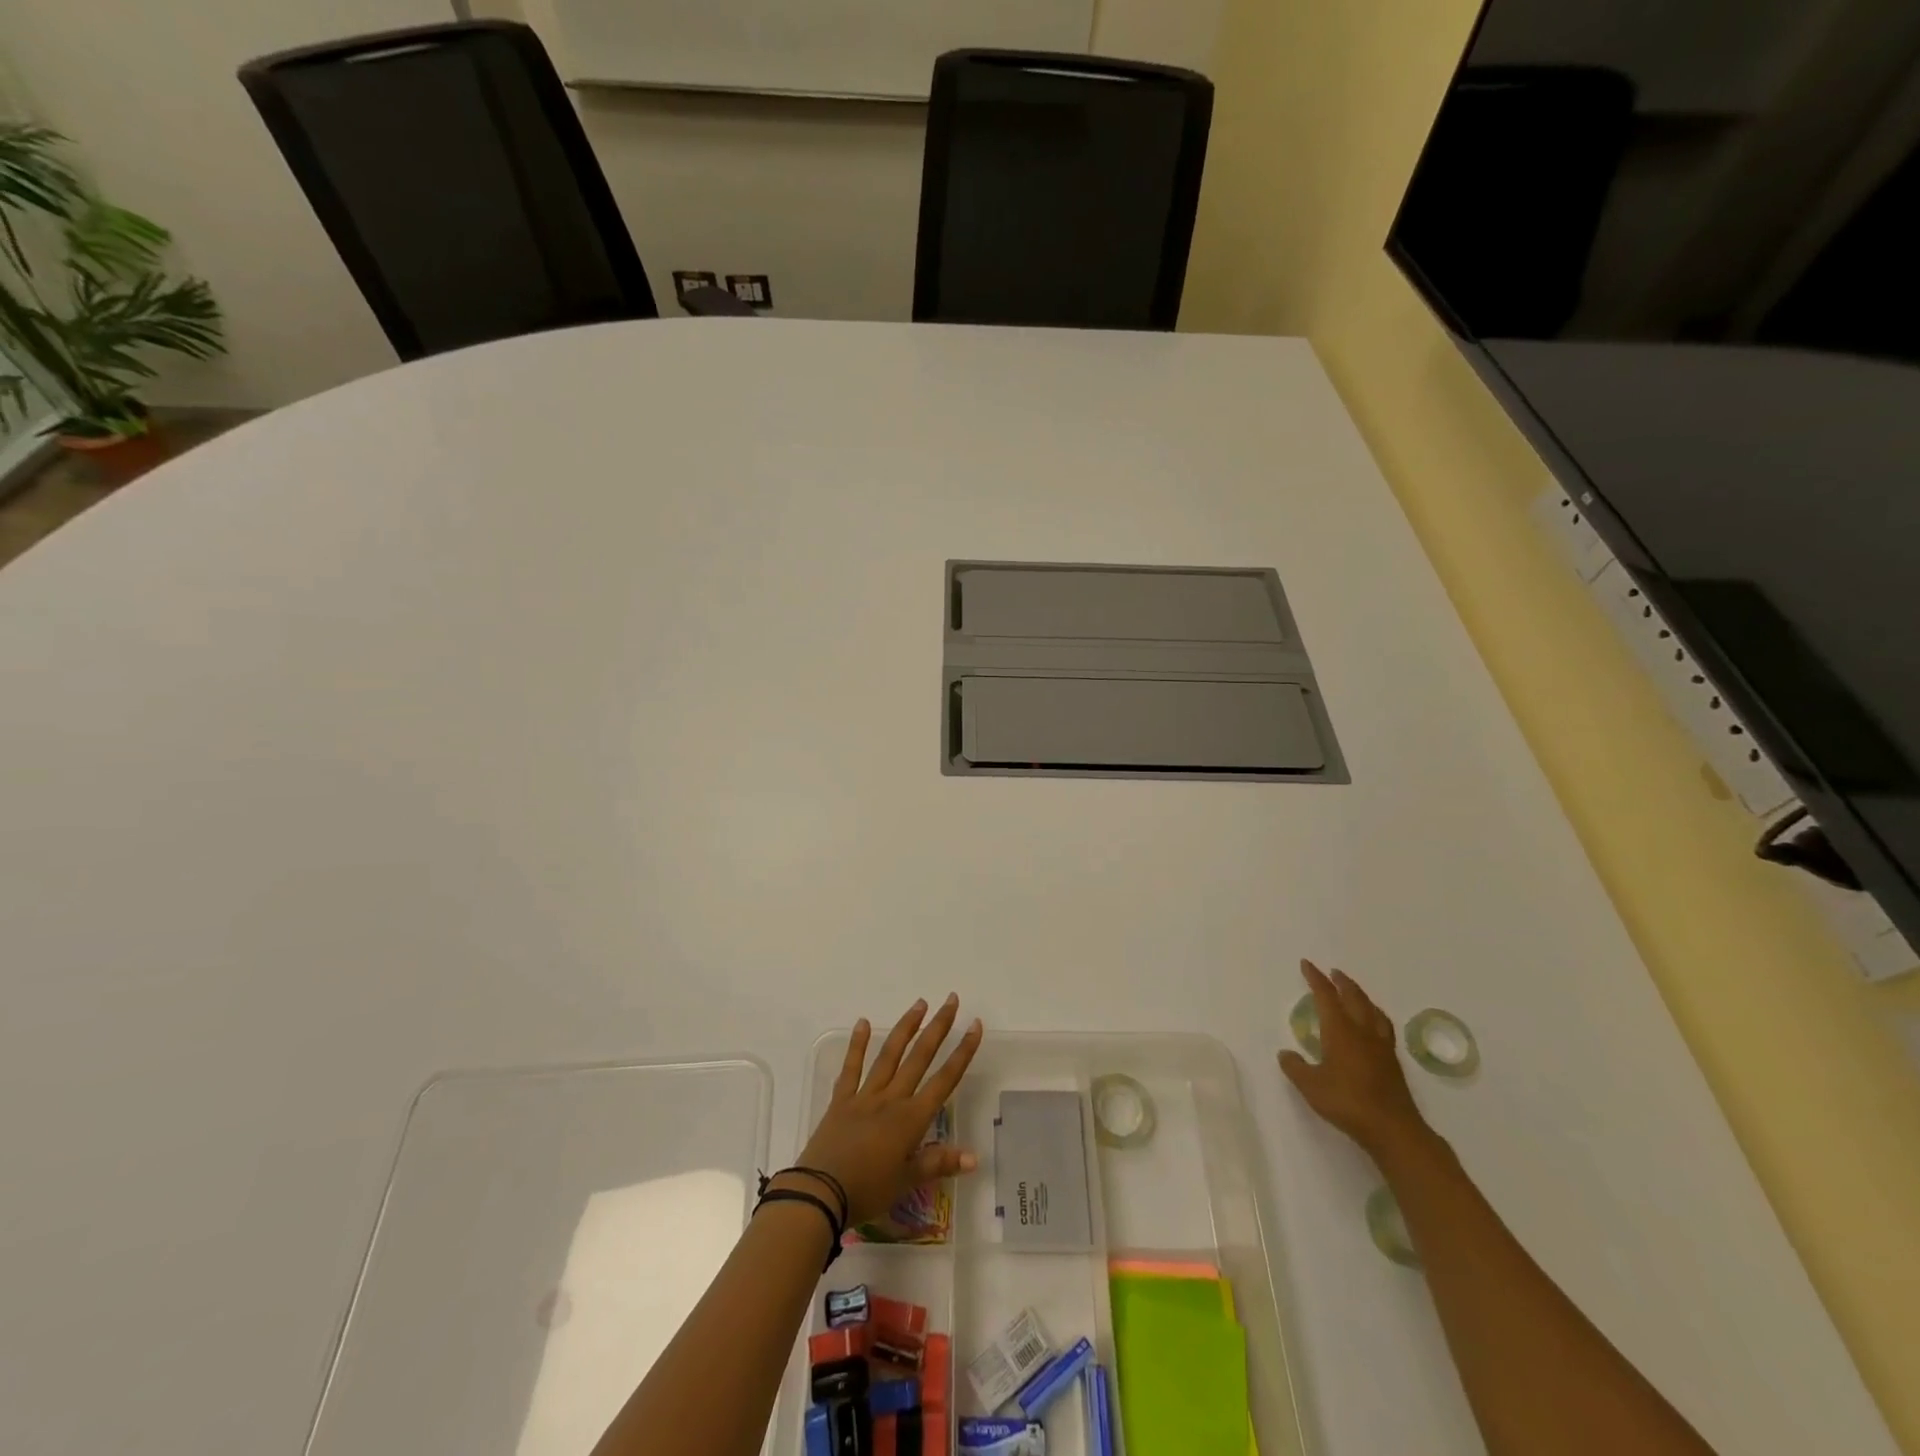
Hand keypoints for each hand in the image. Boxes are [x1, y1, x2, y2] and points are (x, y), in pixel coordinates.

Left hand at [792, 994, 984, 1226]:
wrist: (820, 1193)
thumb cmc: (867, 1191)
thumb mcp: (906, 1182)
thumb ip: (938, 1163)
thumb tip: (974, 1156)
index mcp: (911, 1119)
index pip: (944, 1080)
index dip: (962, 1053)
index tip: (975, 1025)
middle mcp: (892, 1099)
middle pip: (919, 1057)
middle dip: (938, 1027)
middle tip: (950, 1000)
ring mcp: (865, 1095)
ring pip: (889, 1055)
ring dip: (906, 1028)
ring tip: (919, 1004)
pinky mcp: (841, 1100)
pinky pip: (851, 1068)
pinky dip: (857, 1045)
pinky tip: (863, 1022)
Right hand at [1279, 959, 1430, 1160]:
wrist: (1393, 1129)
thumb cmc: (1347, 1102)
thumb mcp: (1311, 1086)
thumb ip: (1295, 1067)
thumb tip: (1286, 1054)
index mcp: (1340, 1031)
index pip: (1326, 996)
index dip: (1316, 978)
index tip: (1307, 964)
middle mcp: (1362, 1031)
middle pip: (1354, 997)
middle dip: (1341, 982)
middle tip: (1332, 972)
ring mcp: (1381, 1046)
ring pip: (1372, 1010)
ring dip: (1361, 996)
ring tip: (1353, 992)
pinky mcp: (1392, 1061)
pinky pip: (1383, 1026)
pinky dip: (1374, 1015)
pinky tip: (1373, 1024)